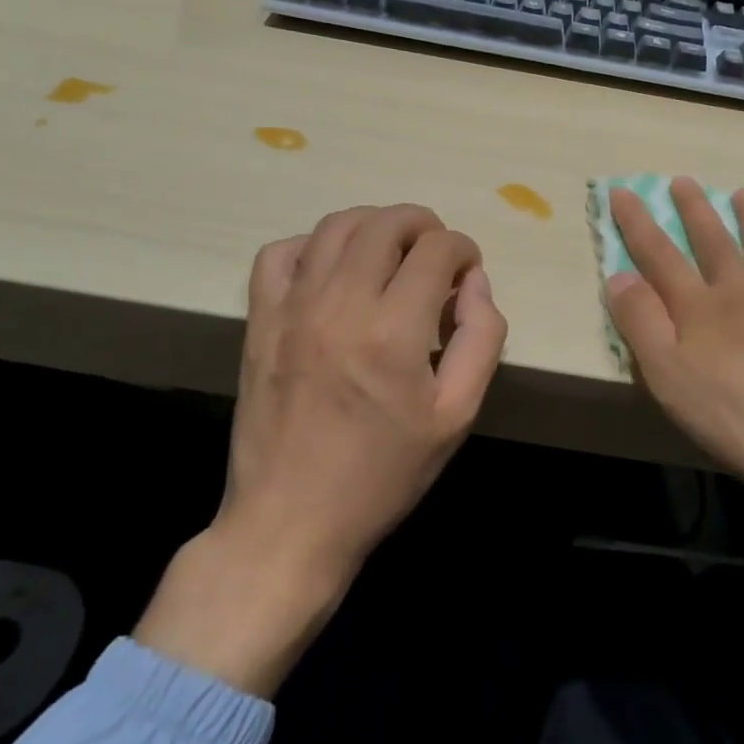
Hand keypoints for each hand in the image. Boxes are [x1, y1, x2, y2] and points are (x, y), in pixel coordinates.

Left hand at [137, 204, 507, 692]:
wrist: (291, 521)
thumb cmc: (383, 473)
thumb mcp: (457, 415)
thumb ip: (482, 338)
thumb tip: (476, 282)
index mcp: (395, 331)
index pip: (437, 249)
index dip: (463, 249)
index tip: (467, 272)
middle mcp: (341, 304)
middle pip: (387, 223)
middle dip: (423, 225)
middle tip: (436, 255)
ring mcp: (293, 308)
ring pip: (336, 226)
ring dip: (374, 224)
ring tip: (391, 252)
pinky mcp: (260, 320)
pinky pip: (279, 253)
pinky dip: (312, 245)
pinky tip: (332, 270)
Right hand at [607, 178, 743, 632]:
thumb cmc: (738, 414)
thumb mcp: (668, 375)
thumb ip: (641, 324)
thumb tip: (618, 276)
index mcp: (701, 310)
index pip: (660, 258)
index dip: (638, 225)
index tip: (623, 190)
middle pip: (716, 247)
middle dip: (696, 213)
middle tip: (685, 181)